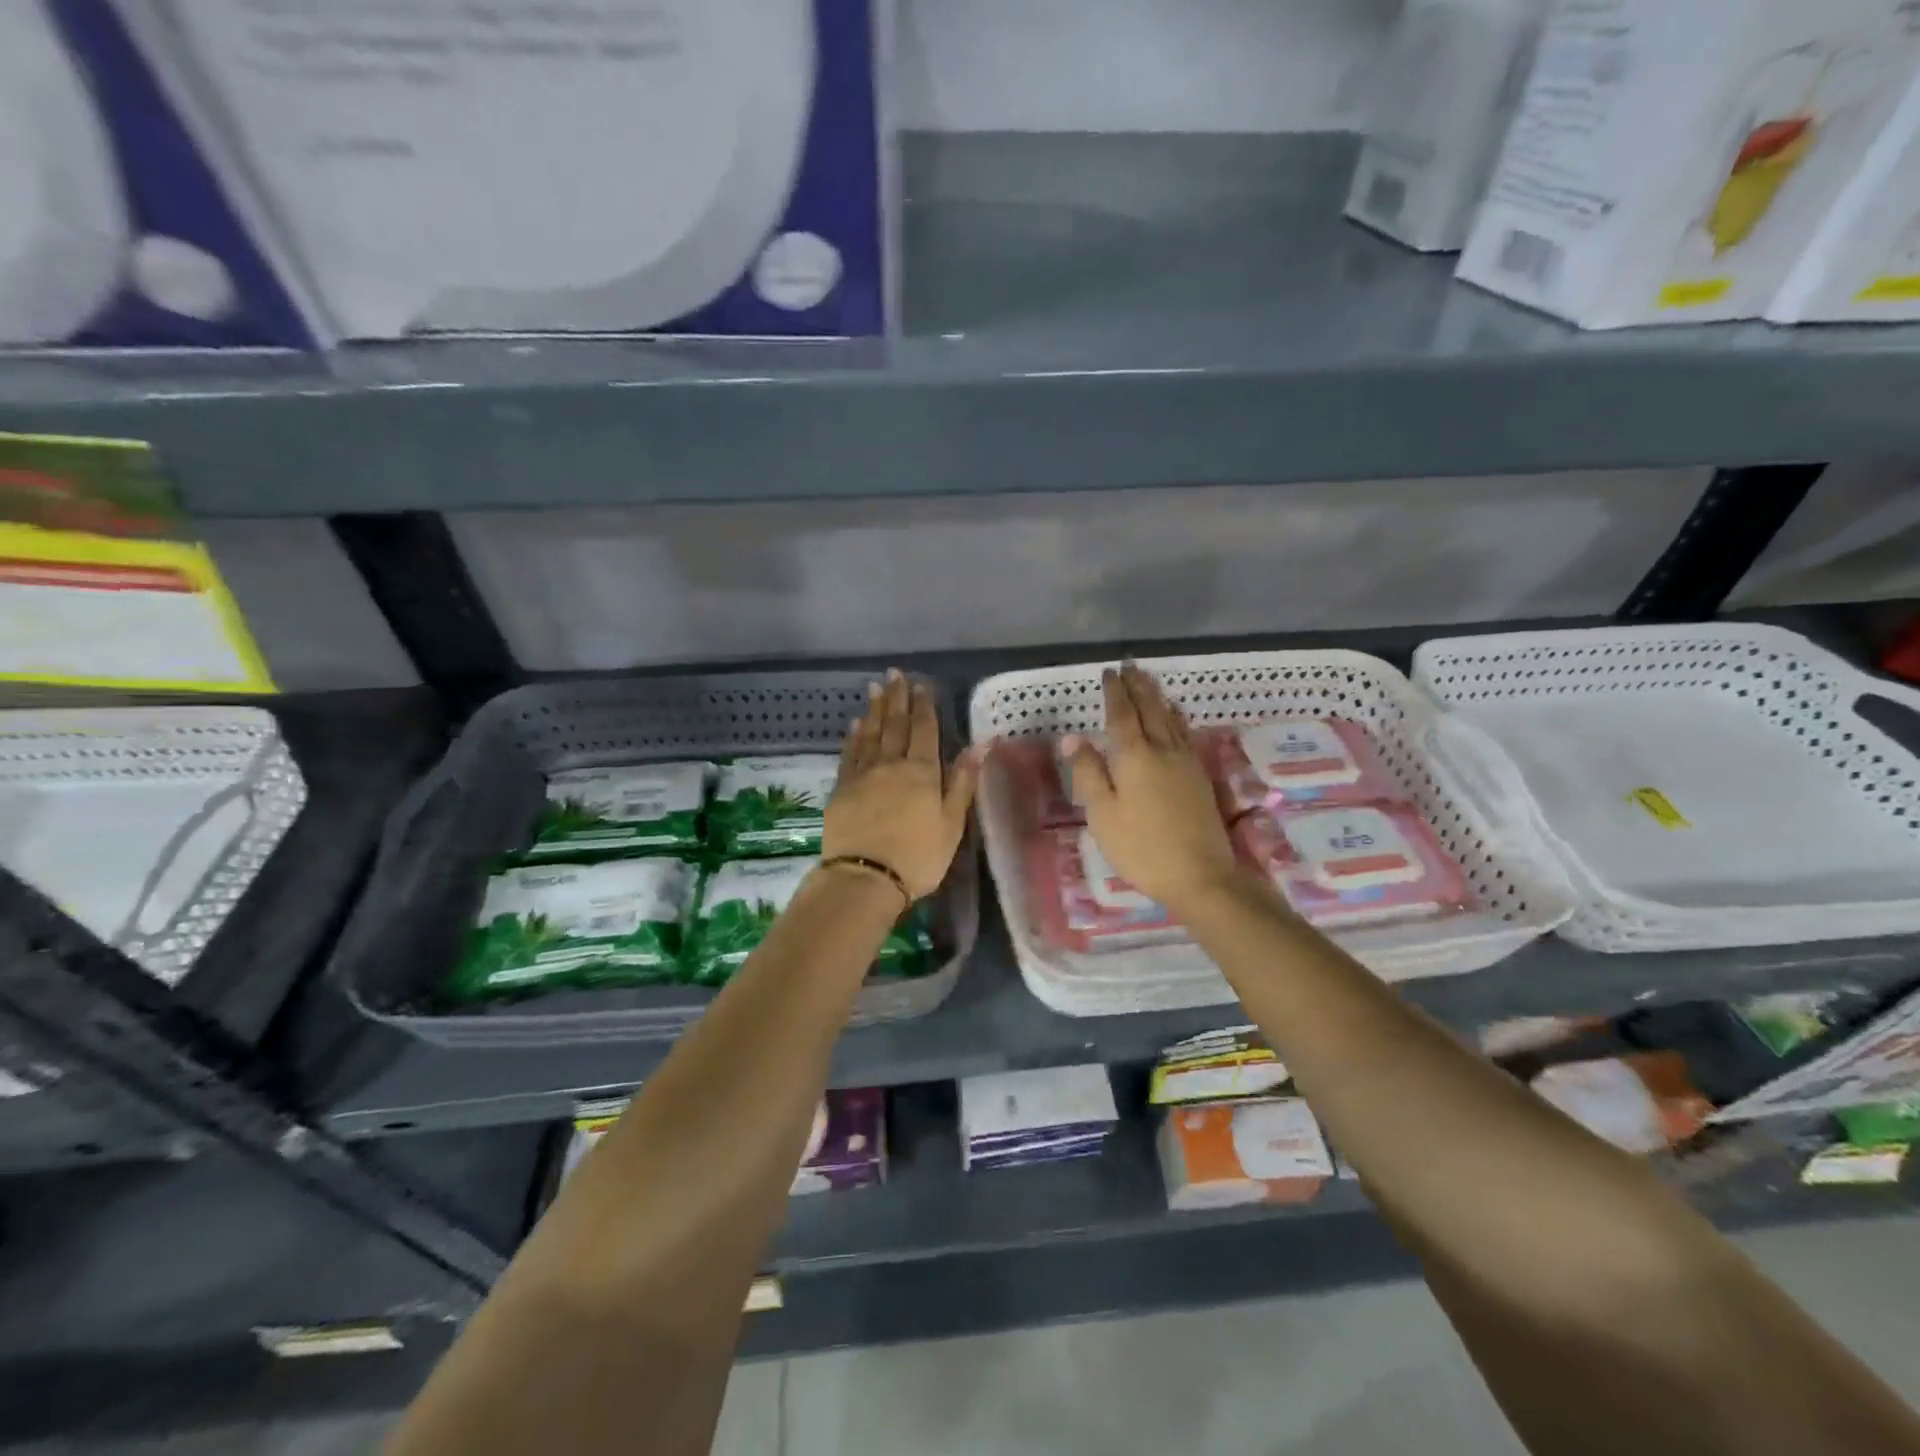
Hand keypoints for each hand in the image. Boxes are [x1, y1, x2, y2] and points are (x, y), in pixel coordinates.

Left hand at [825, 670, 980, 900]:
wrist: (864, 878)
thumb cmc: (918, 856)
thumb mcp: (951, 823)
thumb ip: (963, 782)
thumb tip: (980, 744)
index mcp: (921, 771)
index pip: (924, 730)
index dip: (924, 706)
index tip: (921, 684)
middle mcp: (890, 764)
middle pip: (895, 725)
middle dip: (898, 699)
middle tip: (895, 674)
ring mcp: (862, 775)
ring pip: (870, 734)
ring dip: (875, 710)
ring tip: (876, 688)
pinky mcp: (841, 789)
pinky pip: (849, 754)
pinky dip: (853, 736)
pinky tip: (855, 724)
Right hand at [1062, 663, 1241, 914]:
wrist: (1200, 874)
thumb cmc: (1141, 847)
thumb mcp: (1102, 814)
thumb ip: (1089, 772)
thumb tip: (1074, 738)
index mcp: (1134, 756)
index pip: (1122, 714)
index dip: (1114, 692)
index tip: (1109, 672)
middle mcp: (1162, 750)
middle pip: (1150, 709)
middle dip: (1138, 686)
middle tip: (1130, 665)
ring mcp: (1185, 762)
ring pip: (1170, 719)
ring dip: (1158, 697)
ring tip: (1150, 680)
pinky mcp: (1199, 776)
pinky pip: (1185, 734)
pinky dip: (1177, 718)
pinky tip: (1176, 716)